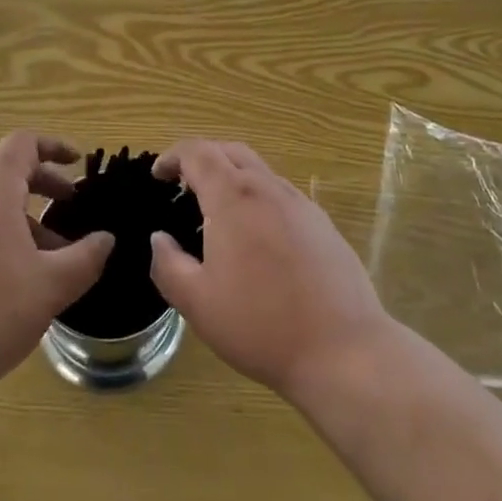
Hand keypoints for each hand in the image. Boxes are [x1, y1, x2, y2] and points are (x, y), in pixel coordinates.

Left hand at [0, 132, 113, 408]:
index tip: (78, 164)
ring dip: (20, 216)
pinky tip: (8, 282)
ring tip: (47, 255)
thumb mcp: (52, 287)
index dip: (54, 145)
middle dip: (42, 182)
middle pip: (4, 170)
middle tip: (69, 205)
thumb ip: (86, 257)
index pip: (22, 143)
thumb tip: (105, 239)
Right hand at [149, 140, 390, 404]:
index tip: (158, 175)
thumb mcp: (198, 303)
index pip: (198, 152)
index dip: (173, 156)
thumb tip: (159, 239)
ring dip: (232, 177)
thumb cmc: (261, 325)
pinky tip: (257, 237)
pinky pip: (281, 194)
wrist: (343, 350)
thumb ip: (169, 265)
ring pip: (259, 171)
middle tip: (183, 185)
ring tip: (217, 212)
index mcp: (233, 197)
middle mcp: (267, 187)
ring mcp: (300, 203)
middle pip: (230, 151)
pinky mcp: (322, 223)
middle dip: (202, 158)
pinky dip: (258, 198)